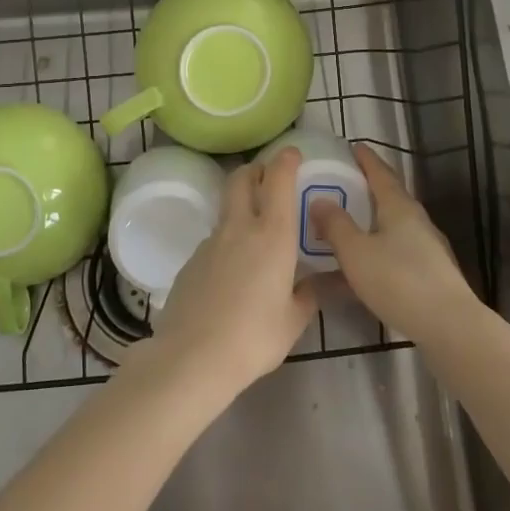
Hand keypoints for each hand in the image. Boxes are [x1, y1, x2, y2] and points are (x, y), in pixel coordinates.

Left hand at [142, 148, 318, 396]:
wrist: (192, 356)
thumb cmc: (254, 337)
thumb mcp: (293, 321)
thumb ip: (308, 296)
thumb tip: (319, 284)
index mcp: (272, 235)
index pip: (278, 180)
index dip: (286, 160)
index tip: (292, 153)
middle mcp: (240, 228)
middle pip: (241, 179)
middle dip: (256, 170)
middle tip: (268, 177)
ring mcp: (210, 242)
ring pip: (227, 209)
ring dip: (241, 206)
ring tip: (255, 232)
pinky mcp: (190, 261)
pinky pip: (214, 239)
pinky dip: (227, 240)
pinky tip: (232, 271)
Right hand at [311, 144, 475, 340]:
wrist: (449, 326)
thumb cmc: (398, 281)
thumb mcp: (356, 252)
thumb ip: (335, 225)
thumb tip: (320, 200)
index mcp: (399, 207)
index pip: (380, 172)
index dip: (365, 159)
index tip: (352, 147)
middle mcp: (416, 220)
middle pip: (389, 196)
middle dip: (367, 189)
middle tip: (342, 184)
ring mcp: (427, 248)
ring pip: (393, 225)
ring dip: (371, 221)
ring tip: (348, 224)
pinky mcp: (431, 273)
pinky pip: (397, 250)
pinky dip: (378, 249)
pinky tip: (364, 266)